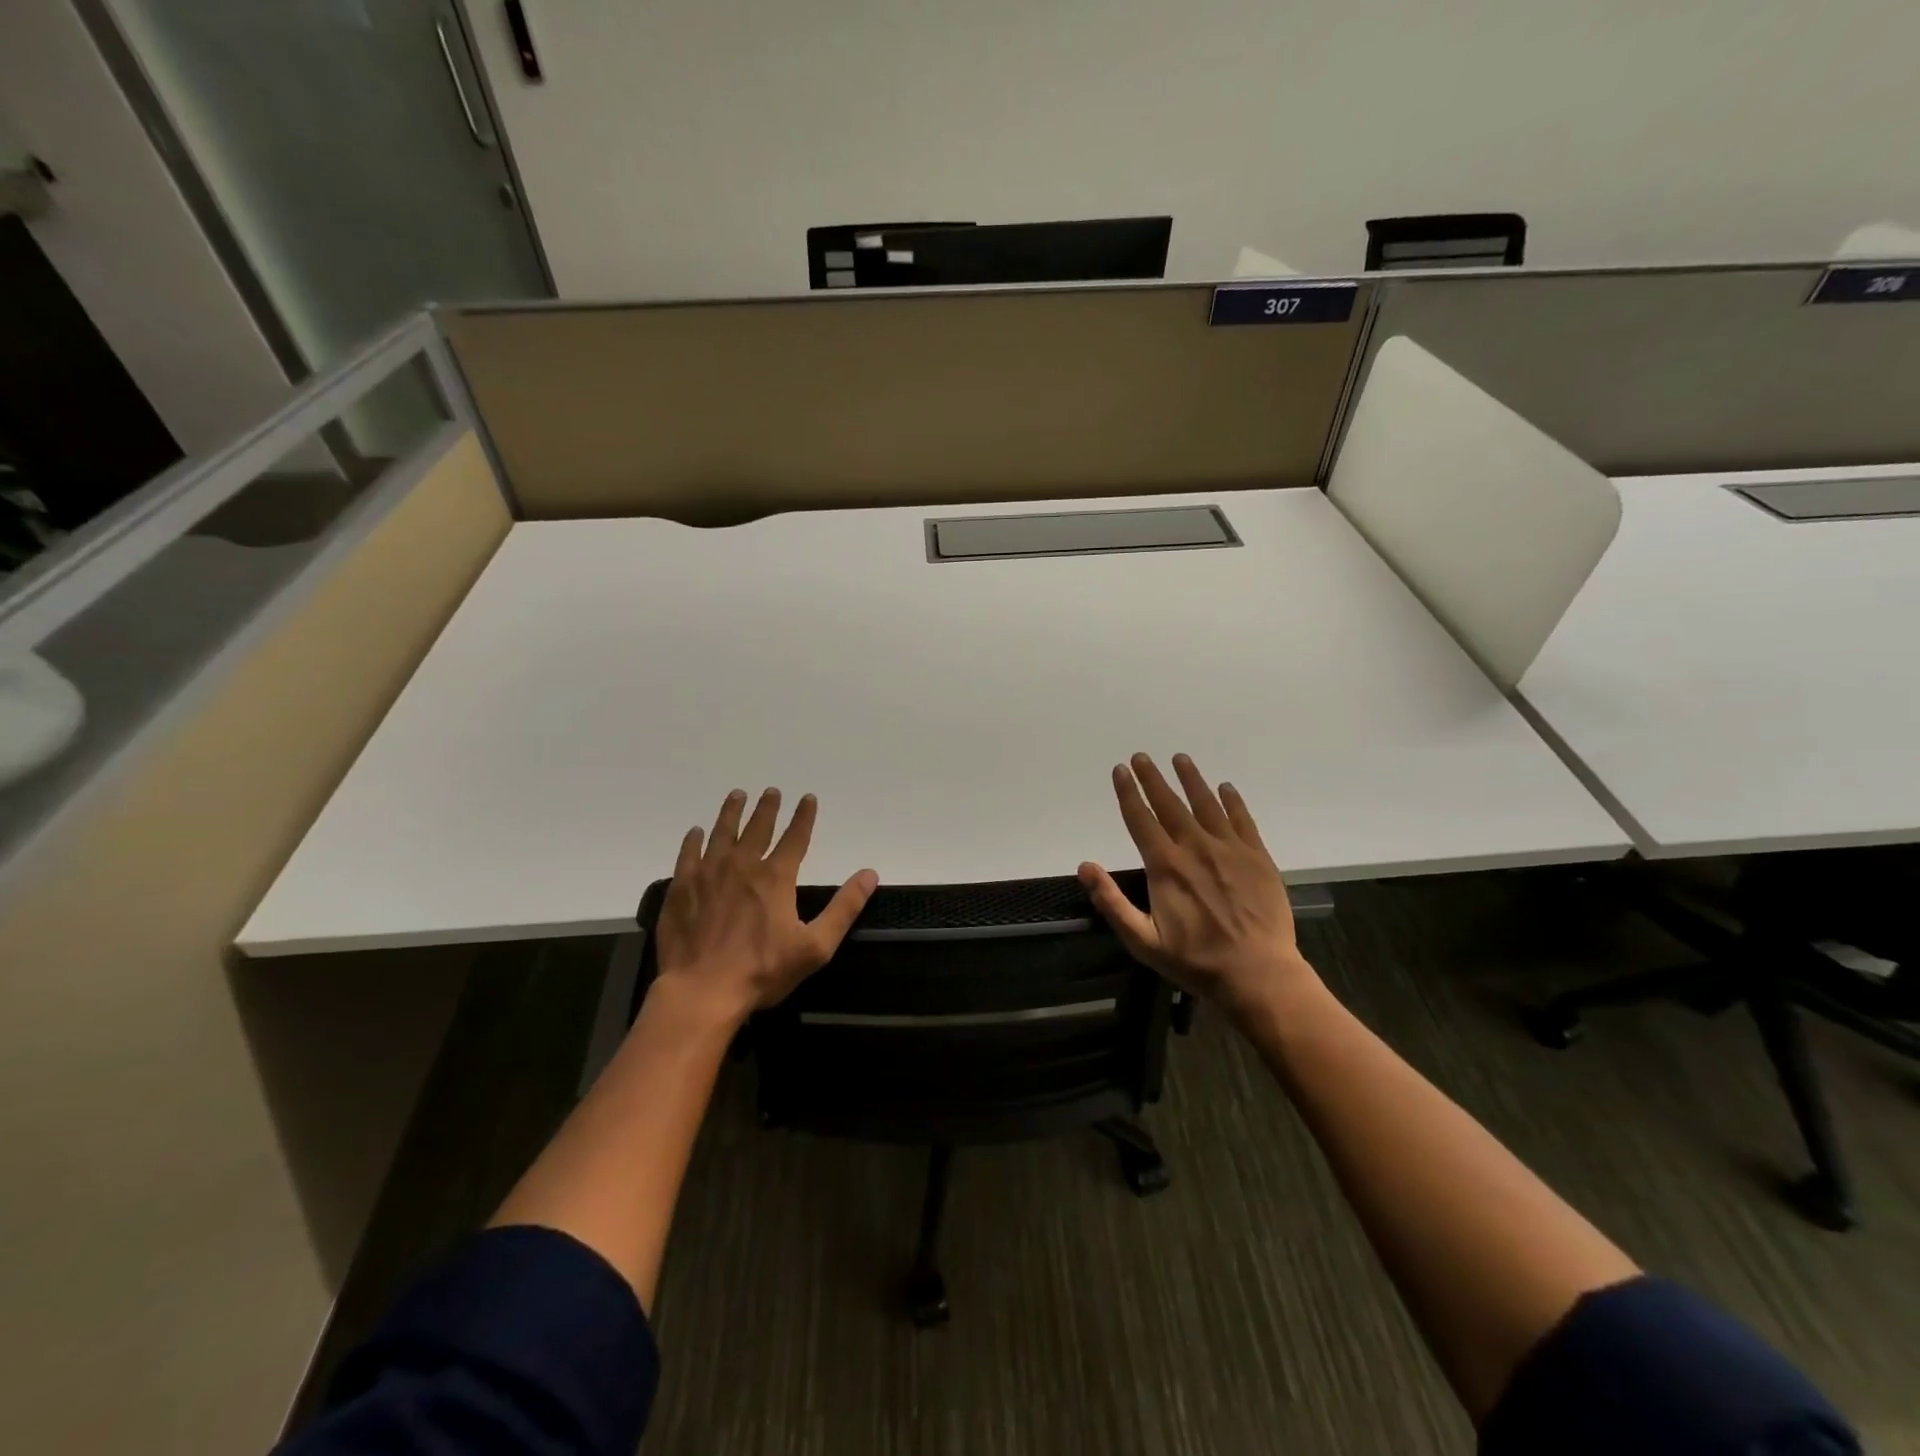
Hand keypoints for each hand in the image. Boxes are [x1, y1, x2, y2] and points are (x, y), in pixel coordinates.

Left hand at [653, 788, 877, 1026]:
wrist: (702, 991)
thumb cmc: (762, 971)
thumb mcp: (815, 946)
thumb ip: (844, 908)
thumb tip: (869, 874)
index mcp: (775, 877)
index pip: (795, 837)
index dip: (804, 816)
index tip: (808, 798)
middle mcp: (742, 866)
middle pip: (757, 828)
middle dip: (767, 808)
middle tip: (771, 790)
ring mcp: (707, 874)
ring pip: (721, 833)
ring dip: (731, 812)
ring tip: (737, 795)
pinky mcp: (681, 889)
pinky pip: (688, 854)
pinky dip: (694, 840)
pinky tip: (696, 832)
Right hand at [1079, 753, 1318, 1022]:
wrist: (1257, 973)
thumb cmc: (1195, 960)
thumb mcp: (1142, 940)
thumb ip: (1111, 902)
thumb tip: (1084, 866)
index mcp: (1165, 865)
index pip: (1140, 819)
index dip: (1128, 793)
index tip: (1120, 770)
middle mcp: (1195, 847)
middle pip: (1170, 804)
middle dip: (1153, 778)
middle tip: (1142, 757)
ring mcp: (1229, 849)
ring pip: (1206, 804)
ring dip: (1191, 779)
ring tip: (1180, 759)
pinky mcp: (1257, 857)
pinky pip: (1242, 820)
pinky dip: (1232, 801)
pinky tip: (1225, 788)